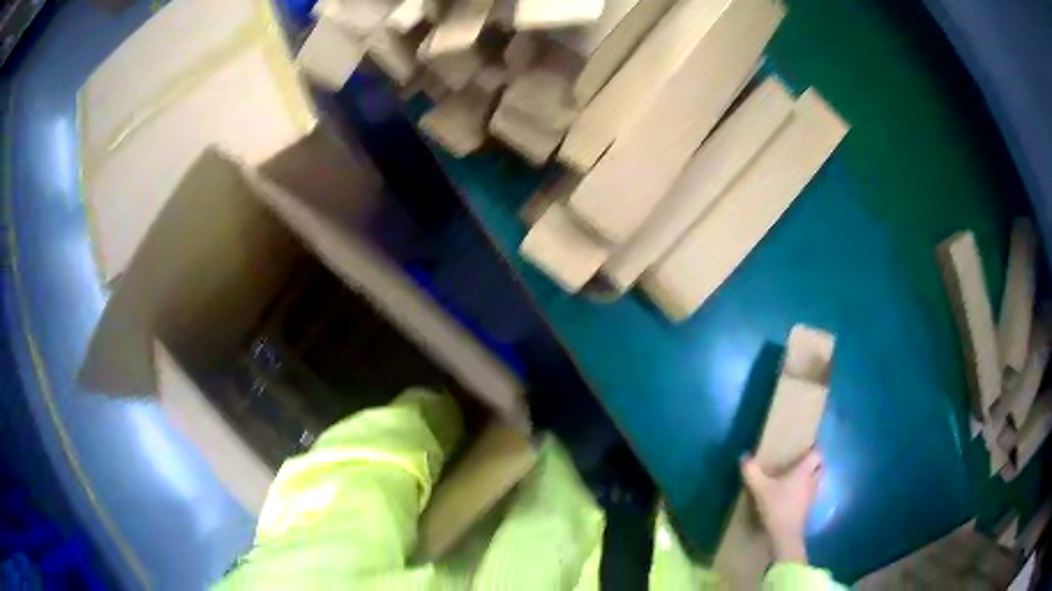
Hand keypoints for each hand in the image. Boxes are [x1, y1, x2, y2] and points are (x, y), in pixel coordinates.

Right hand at [740, 450, 822, 563]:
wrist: (785, 534)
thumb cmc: (777, 506)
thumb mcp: (760, 488)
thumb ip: (752, 472)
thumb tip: (744, 456)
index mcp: (804, 470)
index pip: (818, 453)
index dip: (814, 448)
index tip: (805, 447)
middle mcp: (812, 480)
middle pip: (821, 466)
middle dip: (814, 463)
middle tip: (801, 462)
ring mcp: (812, 495)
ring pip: (817, 480)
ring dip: (811, 477)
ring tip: (797, 478)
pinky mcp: (808, 507)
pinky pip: (811, 493)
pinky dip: (805, 491)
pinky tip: (793, 495)